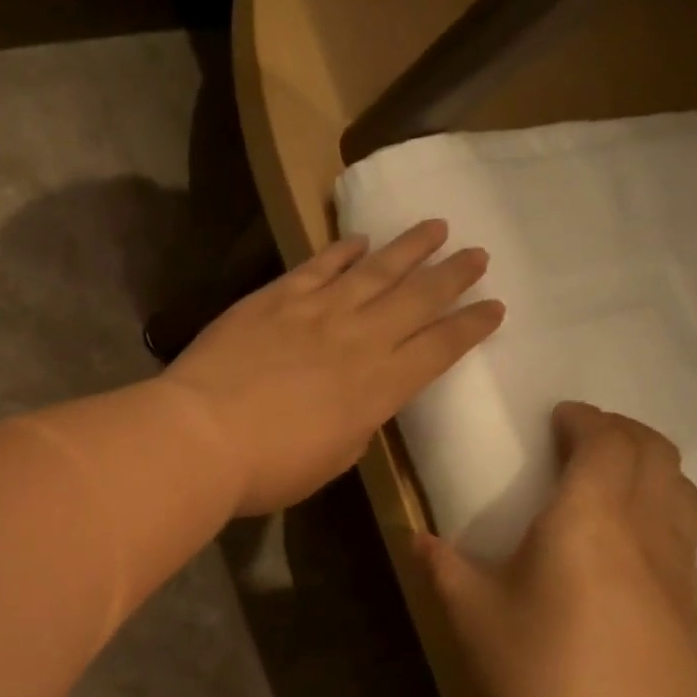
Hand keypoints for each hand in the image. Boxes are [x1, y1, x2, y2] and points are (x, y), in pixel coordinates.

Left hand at [162, 220, 502, 515]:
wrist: (202, 435)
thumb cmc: (267, 469)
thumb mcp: (329, 463)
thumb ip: (355, 428)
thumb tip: (360, 407)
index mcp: (381, 389)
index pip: (440, 349)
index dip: (471, 327)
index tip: (495, 307)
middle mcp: (361, 340)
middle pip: (418, 298)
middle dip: (453, 275)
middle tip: (477, 254)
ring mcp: (318, 311)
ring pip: (377, 269)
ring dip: (410, 247)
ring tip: (436, 228)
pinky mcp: (276, 297)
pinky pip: (319, 265)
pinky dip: (343, 250)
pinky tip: (359, 239)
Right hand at [416, 402, 696, 696]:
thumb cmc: (529, 672)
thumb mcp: (466, 612)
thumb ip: (440, 563)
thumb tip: (418, 538)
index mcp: (586, 521)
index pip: (605, 443)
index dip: (585, 419)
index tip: (559, 416)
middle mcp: (645, 532)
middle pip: (657, 454)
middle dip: (623, 431)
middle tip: (583, 436)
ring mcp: (680, 570)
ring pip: (683, 490)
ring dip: (650, 466)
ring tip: (610, 478)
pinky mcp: (694, 607)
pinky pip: (686, 531)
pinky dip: (660, 507)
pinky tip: (626, 540)